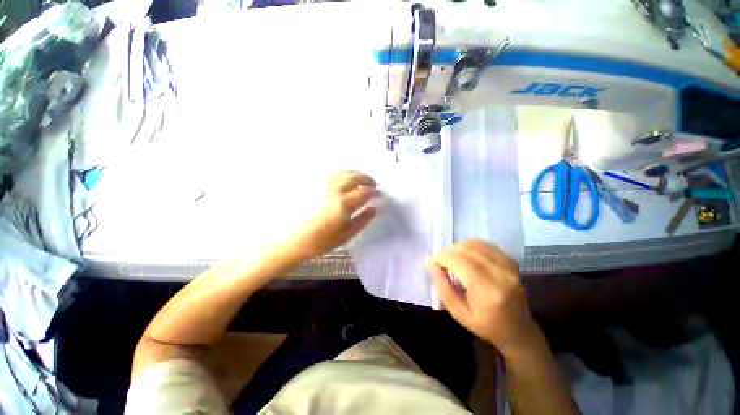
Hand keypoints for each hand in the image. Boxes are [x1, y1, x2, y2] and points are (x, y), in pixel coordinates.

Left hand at [281, 171, 377, 262]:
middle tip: (372, 184)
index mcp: (342, 203)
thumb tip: (374, 209)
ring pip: (342, 172)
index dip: (373, 191)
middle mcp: (332, 189)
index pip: (364, 191)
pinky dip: (342, 175)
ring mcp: (320, 184)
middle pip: (354, 176)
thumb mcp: (345, 236)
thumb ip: (362, 221)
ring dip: (355, 174)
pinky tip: (343, 183)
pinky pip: (331, 174)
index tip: (377, 194)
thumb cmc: (319, 241)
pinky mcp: (311, 183)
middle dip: (366, 178)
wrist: (288, 240)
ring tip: (359, 182)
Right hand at [427, 240, 540, 354]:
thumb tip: (430, 261)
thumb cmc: (485, 325)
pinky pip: (484, 244)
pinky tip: (466, 257)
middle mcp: (502, 274)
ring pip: (474, 244)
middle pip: (466, 250)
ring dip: (457, 248)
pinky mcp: (510, 260)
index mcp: (489, 291)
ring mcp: (509, 265)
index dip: (442, 257)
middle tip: (441, 263)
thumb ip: (442, 286)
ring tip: (453, 260)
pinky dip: (469, 246)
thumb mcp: (457, 312)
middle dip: (448, 252)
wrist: (518, 329)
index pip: (460, 262)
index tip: (433, 262)